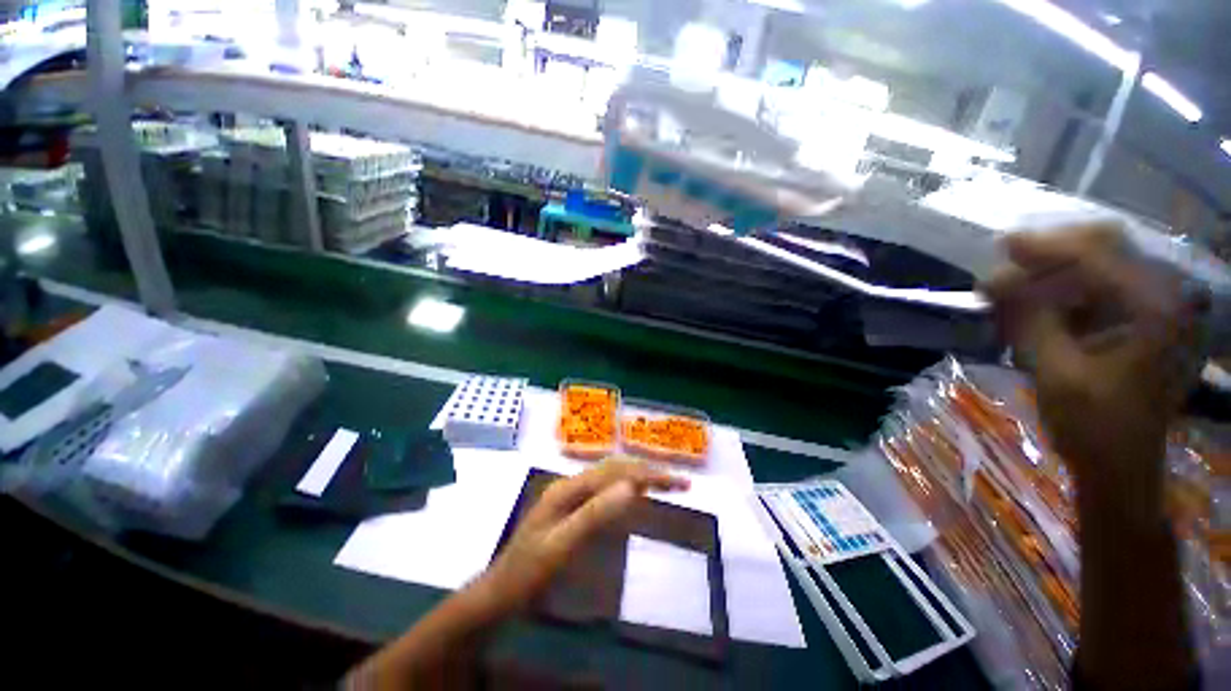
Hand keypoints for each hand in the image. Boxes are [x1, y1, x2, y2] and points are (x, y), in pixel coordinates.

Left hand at [470, 458, 688, 619]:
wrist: (498, 592)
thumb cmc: (528, 573)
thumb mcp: (561, 546)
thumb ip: (594, 514)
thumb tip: (631, 487)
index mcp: (569, 489)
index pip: (617, 472)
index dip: (649, 474)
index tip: (679, 482)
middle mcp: (571, 484)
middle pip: (615, 468)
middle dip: (648, 471)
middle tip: (679, 482)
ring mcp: (569, 494)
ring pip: (610, 475)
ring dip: (638, 476)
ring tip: (664, 483)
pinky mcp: (570, 506)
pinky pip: (603, 488)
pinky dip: (625, 487)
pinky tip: (634, 494)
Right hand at [983, 225, 1200, 510]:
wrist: (1120, 467)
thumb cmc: (1094, 428)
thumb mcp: (1056, 374)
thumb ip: (1029, 320)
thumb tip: (992, 279)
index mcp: (1154, 310)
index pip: (1099, 255)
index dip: (1047, 247)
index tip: (1001, 246)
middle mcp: (1161, 298)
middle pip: (1105, 248)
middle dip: (1051, 255)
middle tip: (1005, 269)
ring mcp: (1151, 309)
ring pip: (1097, 267)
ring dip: (1050, 274)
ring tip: (1007, 293)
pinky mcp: (1136, 323)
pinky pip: (1095, 291)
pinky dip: (1059, 293)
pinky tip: (1030, 308)